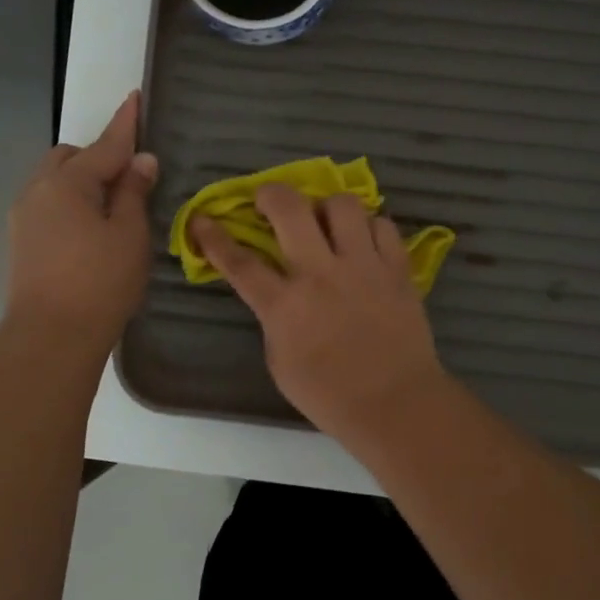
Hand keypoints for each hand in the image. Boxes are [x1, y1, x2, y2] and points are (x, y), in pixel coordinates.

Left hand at [6, 93, 157, 345]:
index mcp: (67, 182)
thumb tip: (140, 161)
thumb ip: (133, 192)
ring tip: (110, 207)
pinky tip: (88, 230)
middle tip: (129, 178)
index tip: (135, 96)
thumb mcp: (129, 234)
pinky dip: (69, 203)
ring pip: (54, 182)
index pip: (105, 145)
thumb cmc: (99, 282)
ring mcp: (23, 217)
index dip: (125, 123)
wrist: (50, 338)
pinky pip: (48, 205)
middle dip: (97, 157)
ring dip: (81, 181)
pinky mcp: (20, 242)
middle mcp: (38, 190)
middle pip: (69, 158)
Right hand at [190, 185, 446, 441]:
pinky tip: (364, 241)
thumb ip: (274, 320)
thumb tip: (278, 293)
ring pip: (342, 204)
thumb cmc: (330, 396)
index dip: (214, 237)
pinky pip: (382, 225)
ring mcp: (363, 266)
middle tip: (269, 201)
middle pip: (290, 209)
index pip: (240, 262)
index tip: (202, 220)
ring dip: (326, 207)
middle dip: (271, 194)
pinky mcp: (397, 269)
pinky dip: (369, 227)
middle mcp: (321, 274)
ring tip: (326, 221)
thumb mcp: (280, 363)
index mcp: (285, 305)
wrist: (396, 405)